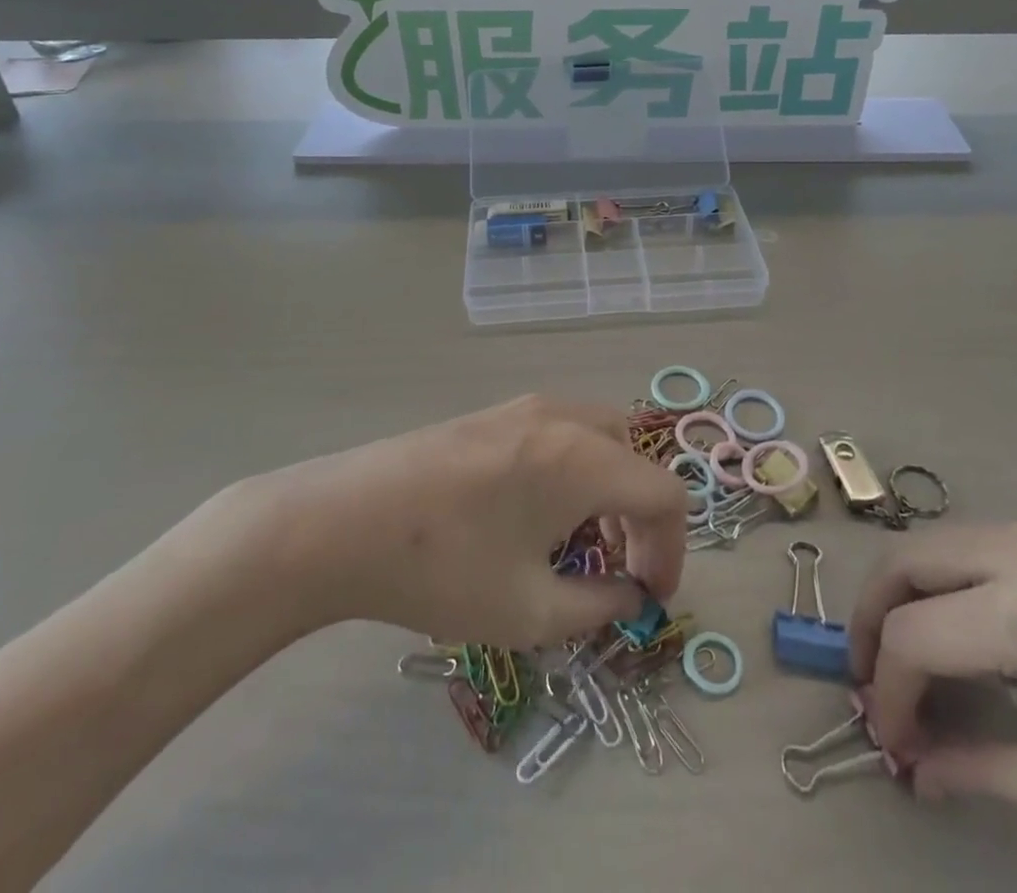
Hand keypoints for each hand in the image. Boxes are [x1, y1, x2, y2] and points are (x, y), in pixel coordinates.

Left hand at [229, 395, 687, 648]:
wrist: (343, 521)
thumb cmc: (443, 569)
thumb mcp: (529, 610)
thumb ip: (598, 606)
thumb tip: (630, 596)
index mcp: (583, 458)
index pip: (664, 493)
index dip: (672, 549)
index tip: (650, 597)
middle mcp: (563, 418)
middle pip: (633, 457)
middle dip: (638, 515)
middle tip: (616, 568)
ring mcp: (525, 407)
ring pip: (598, 438)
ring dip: (607, 489)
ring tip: (576, 543)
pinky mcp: (493, 412)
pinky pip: (560, 433)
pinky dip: (573, 470)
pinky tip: (533, 513)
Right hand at [849, 517, 1016, 884]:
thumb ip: (993, 772)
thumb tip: (919, 770)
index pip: (912, 637)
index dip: (887, 691)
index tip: (889, 741)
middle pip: (902, 564)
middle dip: (870, 621)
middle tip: (873, 684)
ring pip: (930, 547)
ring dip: (904, 597)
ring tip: (908, 663)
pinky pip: (971, 547)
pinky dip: (942, 584)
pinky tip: (965, 637)